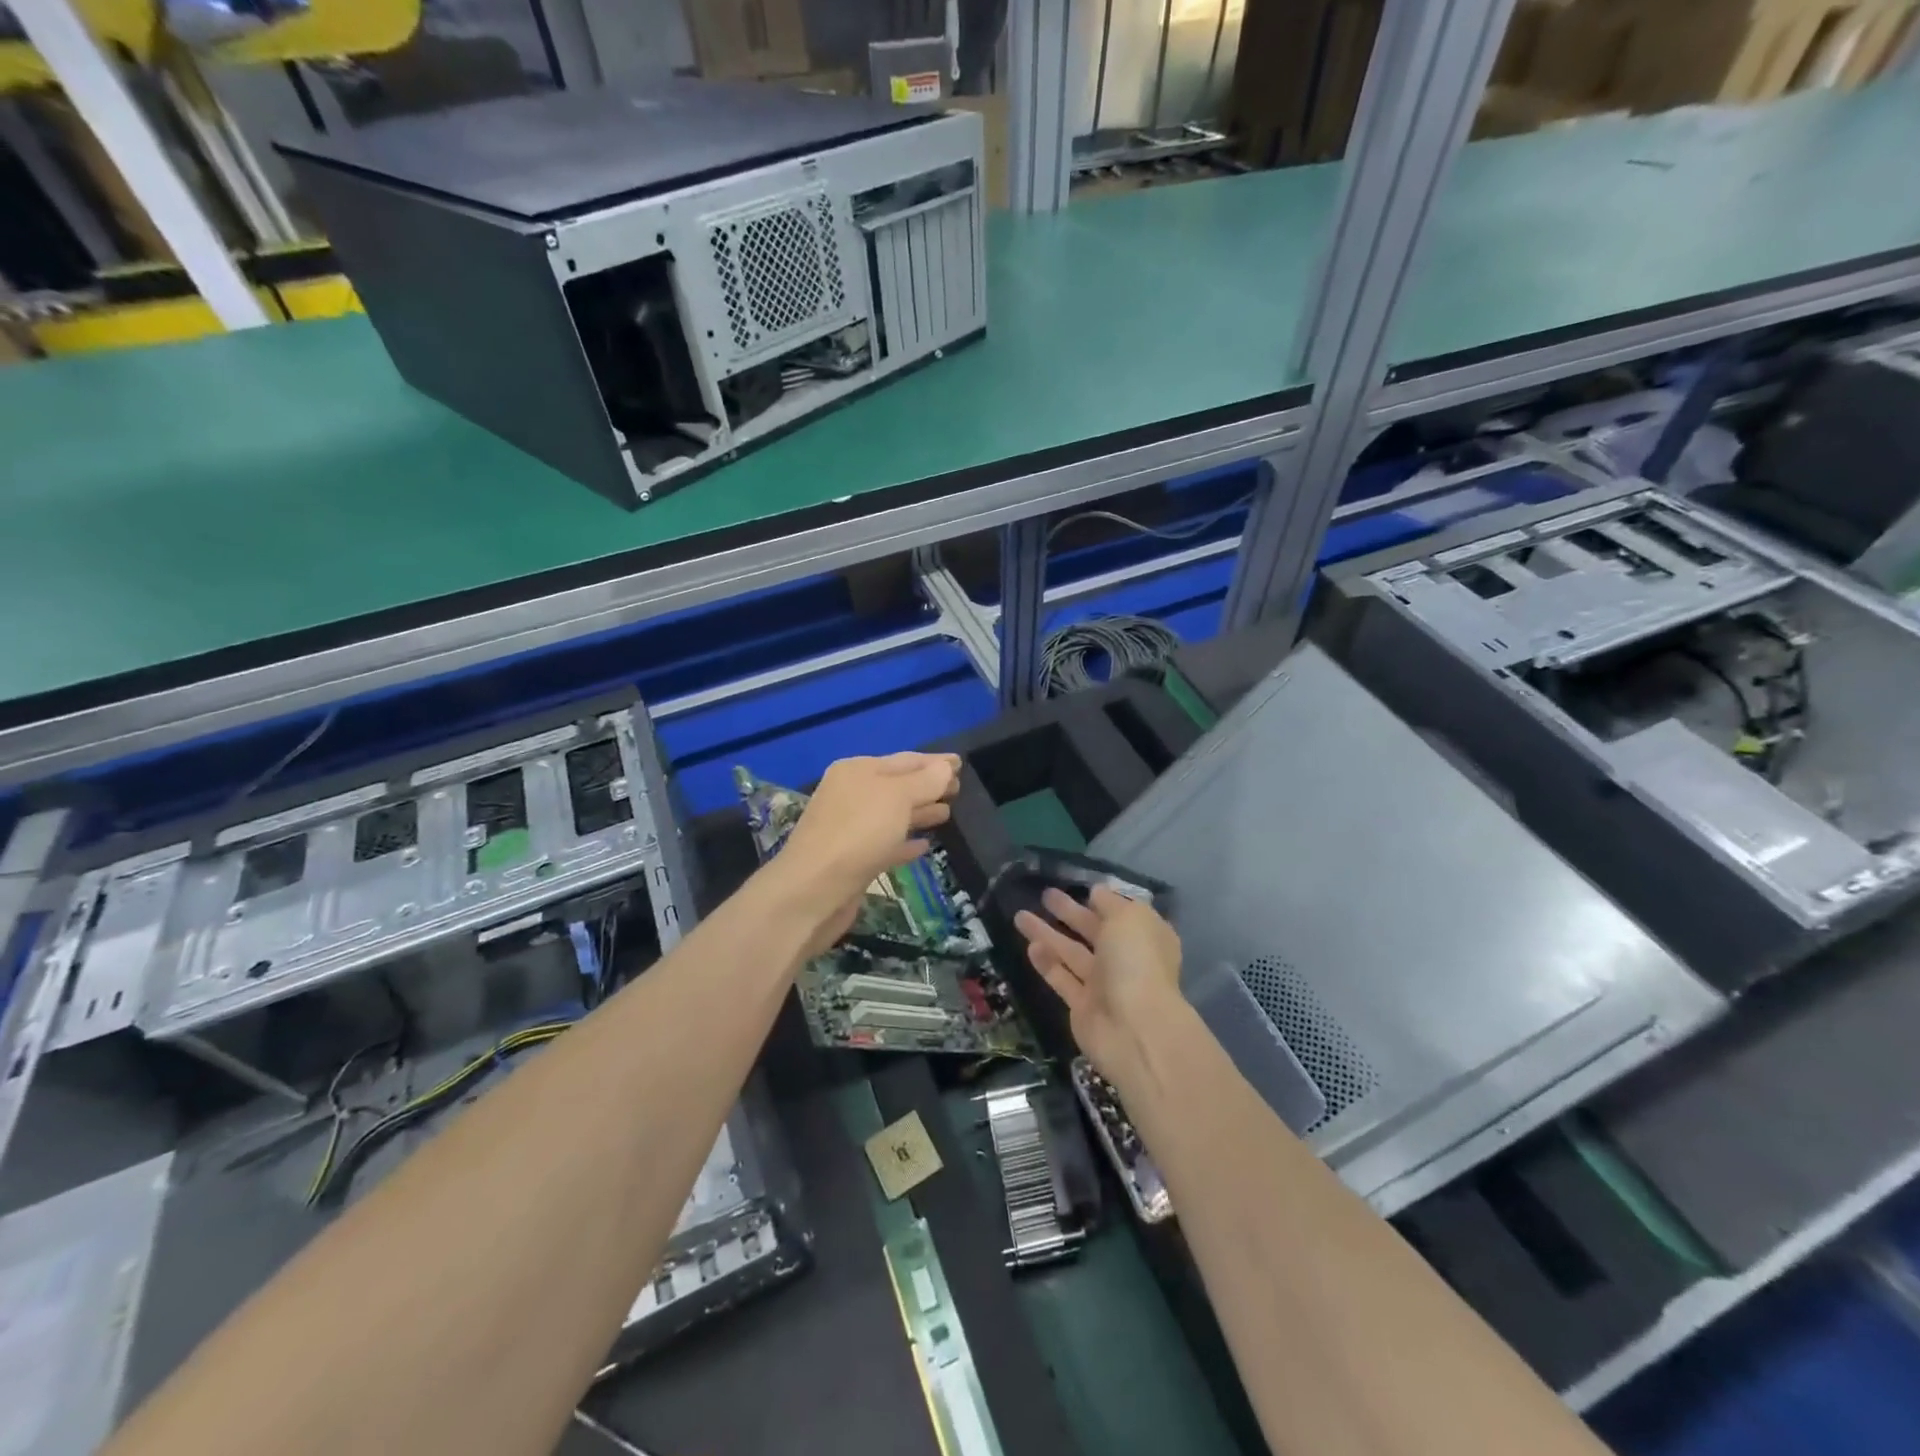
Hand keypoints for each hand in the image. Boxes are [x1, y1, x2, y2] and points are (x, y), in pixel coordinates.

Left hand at [770, 752, 961, 956]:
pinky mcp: (852, 860)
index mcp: (858, 771)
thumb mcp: (897, 798)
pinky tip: (925, 847)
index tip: (961, 764)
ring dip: (919, 812)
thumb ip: (924, 781)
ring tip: (947, 814)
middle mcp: (851, 794)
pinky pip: (886, 844)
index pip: (905, 760)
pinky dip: (905, 842)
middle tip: (959, 790)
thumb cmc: (858, 834)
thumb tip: (945, 768)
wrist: (813, 891)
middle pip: (898, 786)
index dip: (934, 762)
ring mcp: (849, 828)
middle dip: (928, 786)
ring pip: (892, 815)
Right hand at [1014, 885, 1183, 1078]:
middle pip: (1093, 931)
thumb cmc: (1137, 962)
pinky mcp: (1082, 1006)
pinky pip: (1062, 979)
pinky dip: (1047, 963)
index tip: (1082, 888)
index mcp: (1145, 937)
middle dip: (1070, 912)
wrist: (1135, 1030)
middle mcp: (1126, 959)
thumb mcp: (1129, 918)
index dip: (1103, 901)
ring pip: (1071, 953)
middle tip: (1045, 894)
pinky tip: (1030, 946)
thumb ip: (1111, 902)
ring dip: (1047, 934)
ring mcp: (1104, 985)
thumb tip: (1097, 892)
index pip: (1123, 914)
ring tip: (1020, 915)